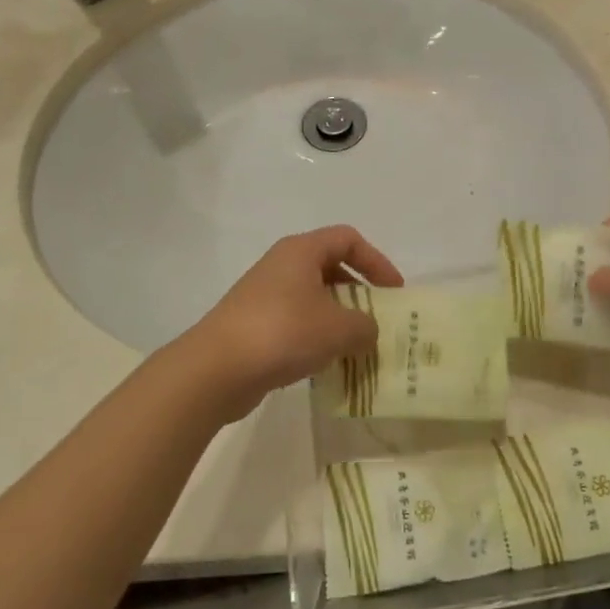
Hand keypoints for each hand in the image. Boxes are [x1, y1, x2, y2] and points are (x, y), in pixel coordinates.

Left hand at [174, 226, 402, 421]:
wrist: (216, 369)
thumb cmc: (283, 333)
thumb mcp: (339, 329)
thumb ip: (365, 326)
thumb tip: (367, 331)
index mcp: (302, 251)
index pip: (348, 239)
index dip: (377, 261)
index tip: (393, 292)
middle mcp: (282, 265)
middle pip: (331, 267)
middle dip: (359, 293)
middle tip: (378, 321)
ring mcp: (265, 294)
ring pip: (314, 297)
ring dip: (339, 319)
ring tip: (357, 347)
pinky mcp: (254, 324)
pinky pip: (296, 322)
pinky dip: (317, 337)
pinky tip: (327, 363)